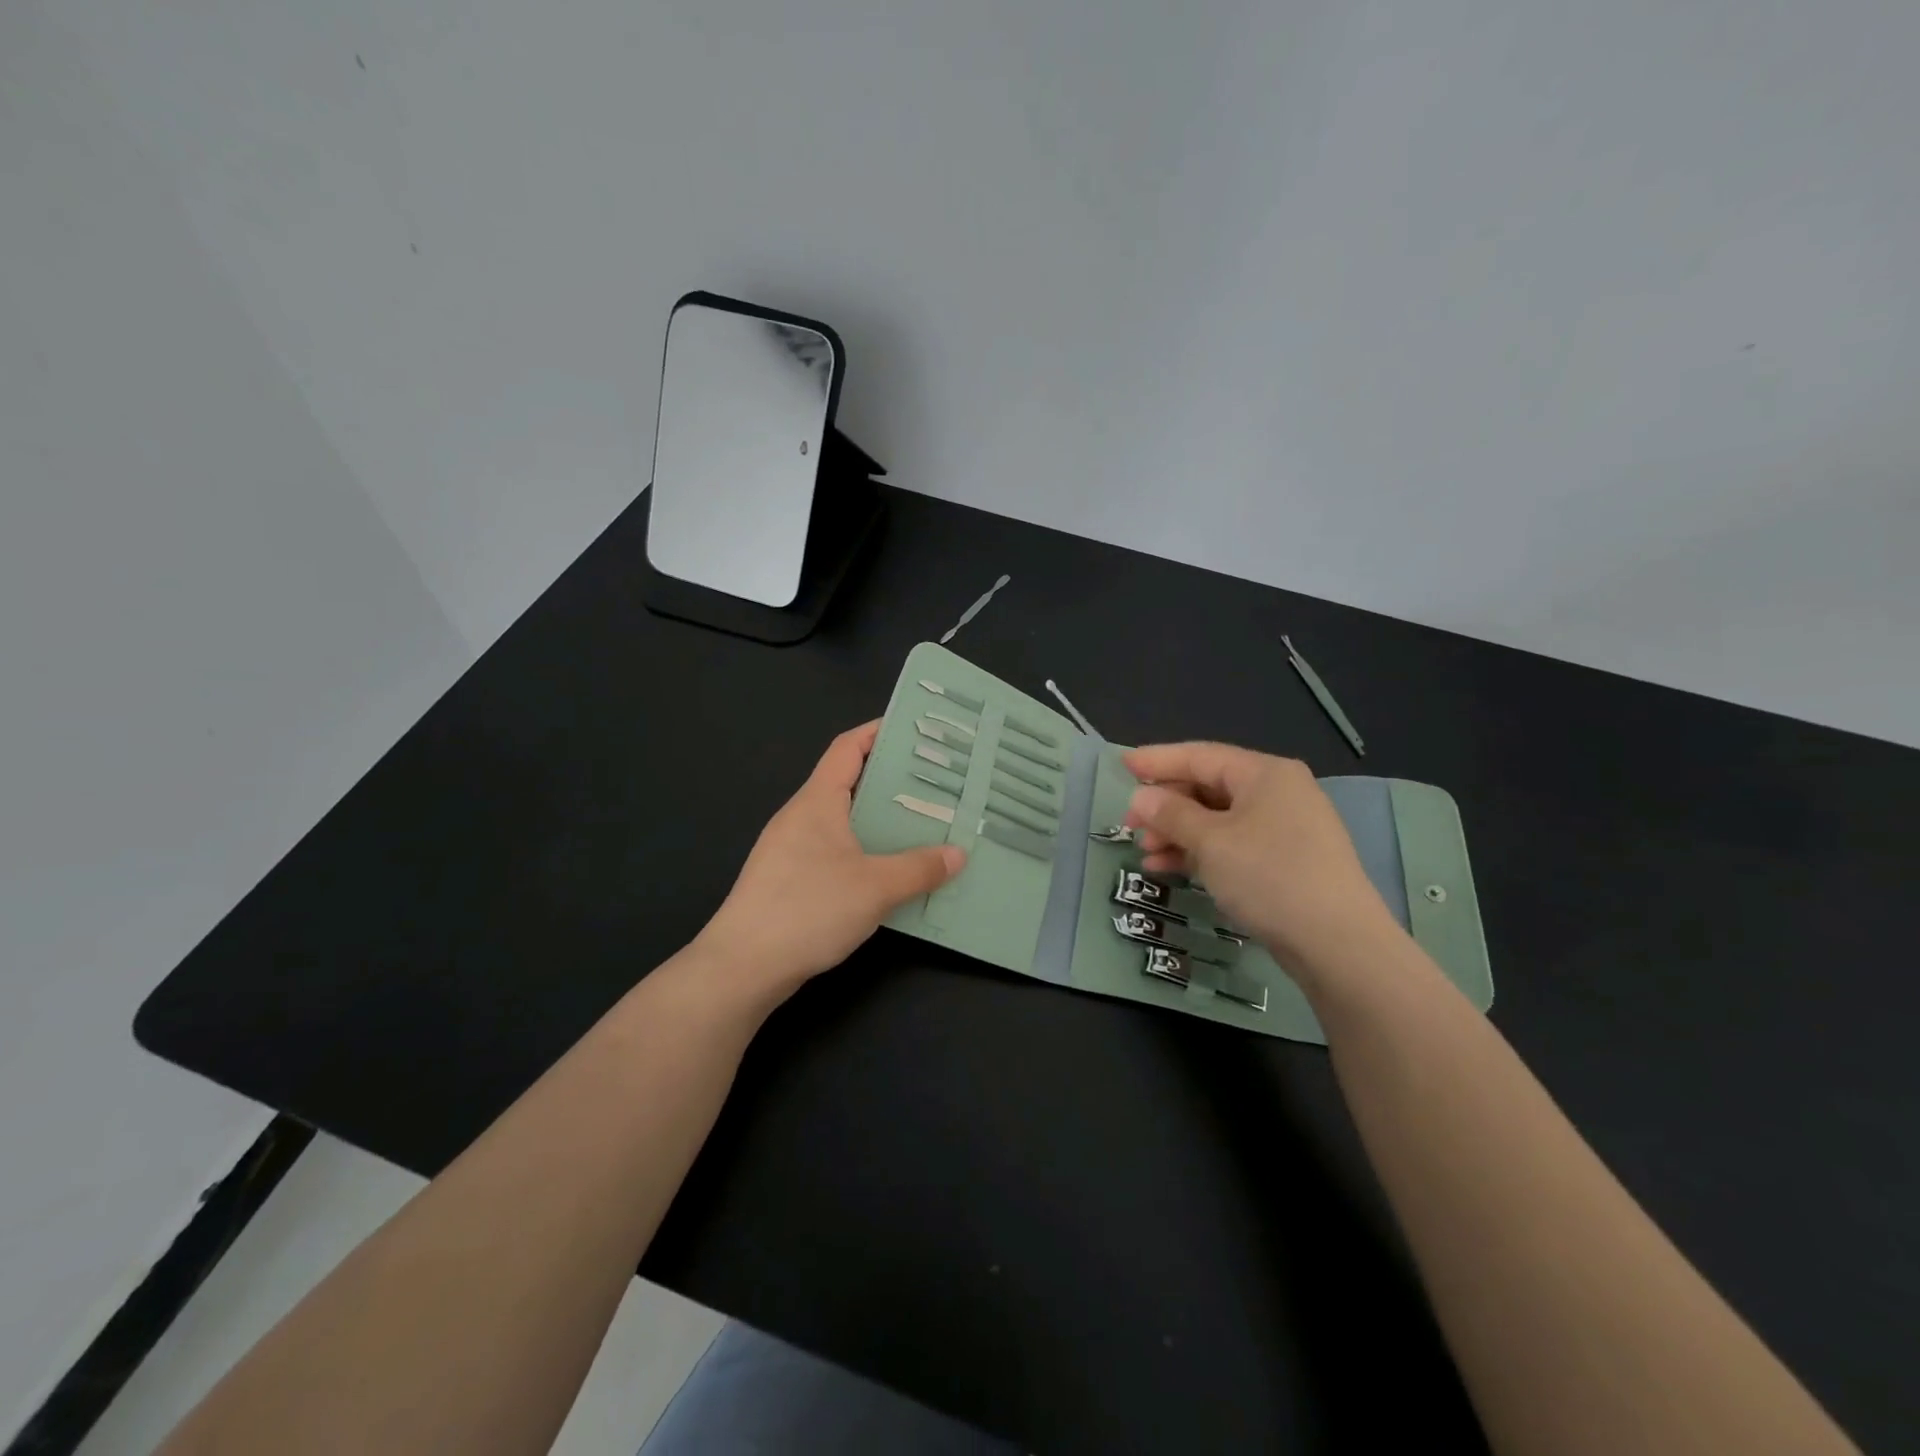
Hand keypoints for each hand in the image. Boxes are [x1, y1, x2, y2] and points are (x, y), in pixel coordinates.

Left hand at [698, 722, 964, 998]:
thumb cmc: (808, 909)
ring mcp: (790, 848)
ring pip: (842, 819)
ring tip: (922, 824)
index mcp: (817, 801)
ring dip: (879, 818)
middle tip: (935, 783)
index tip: (915, 731)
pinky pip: (834, 849)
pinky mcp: (788, 879)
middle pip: (848, 781)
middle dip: (890, 779)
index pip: (848, 748)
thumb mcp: (875, 887)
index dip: (879, 732)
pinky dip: (864, 849)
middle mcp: (801, 816)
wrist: (742, 966)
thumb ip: (919, 868)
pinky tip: (889, 870)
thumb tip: (958, 854)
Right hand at [1123, 742, 1402, 985]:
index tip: (1122, 765)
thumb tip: (1142, 797)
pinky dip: (1200, 852)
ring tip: (1146, 854)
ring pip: (1216, 819)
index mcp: (1264, 774)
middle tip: (1129, 825)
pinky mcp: (1284, 860)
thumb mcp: (1211, 842)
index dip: (1157, 760)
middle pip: (1207, 787)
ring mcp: (1284, 828)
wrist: (1338, 944)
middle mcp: (1277, 792)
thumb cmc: (1270, 877)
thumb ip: (1171, 814)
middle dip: (1165, 806)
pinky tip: (1170, 868)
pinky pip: (1231, 844)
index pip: (1200, 756)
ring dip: (1177, 833)